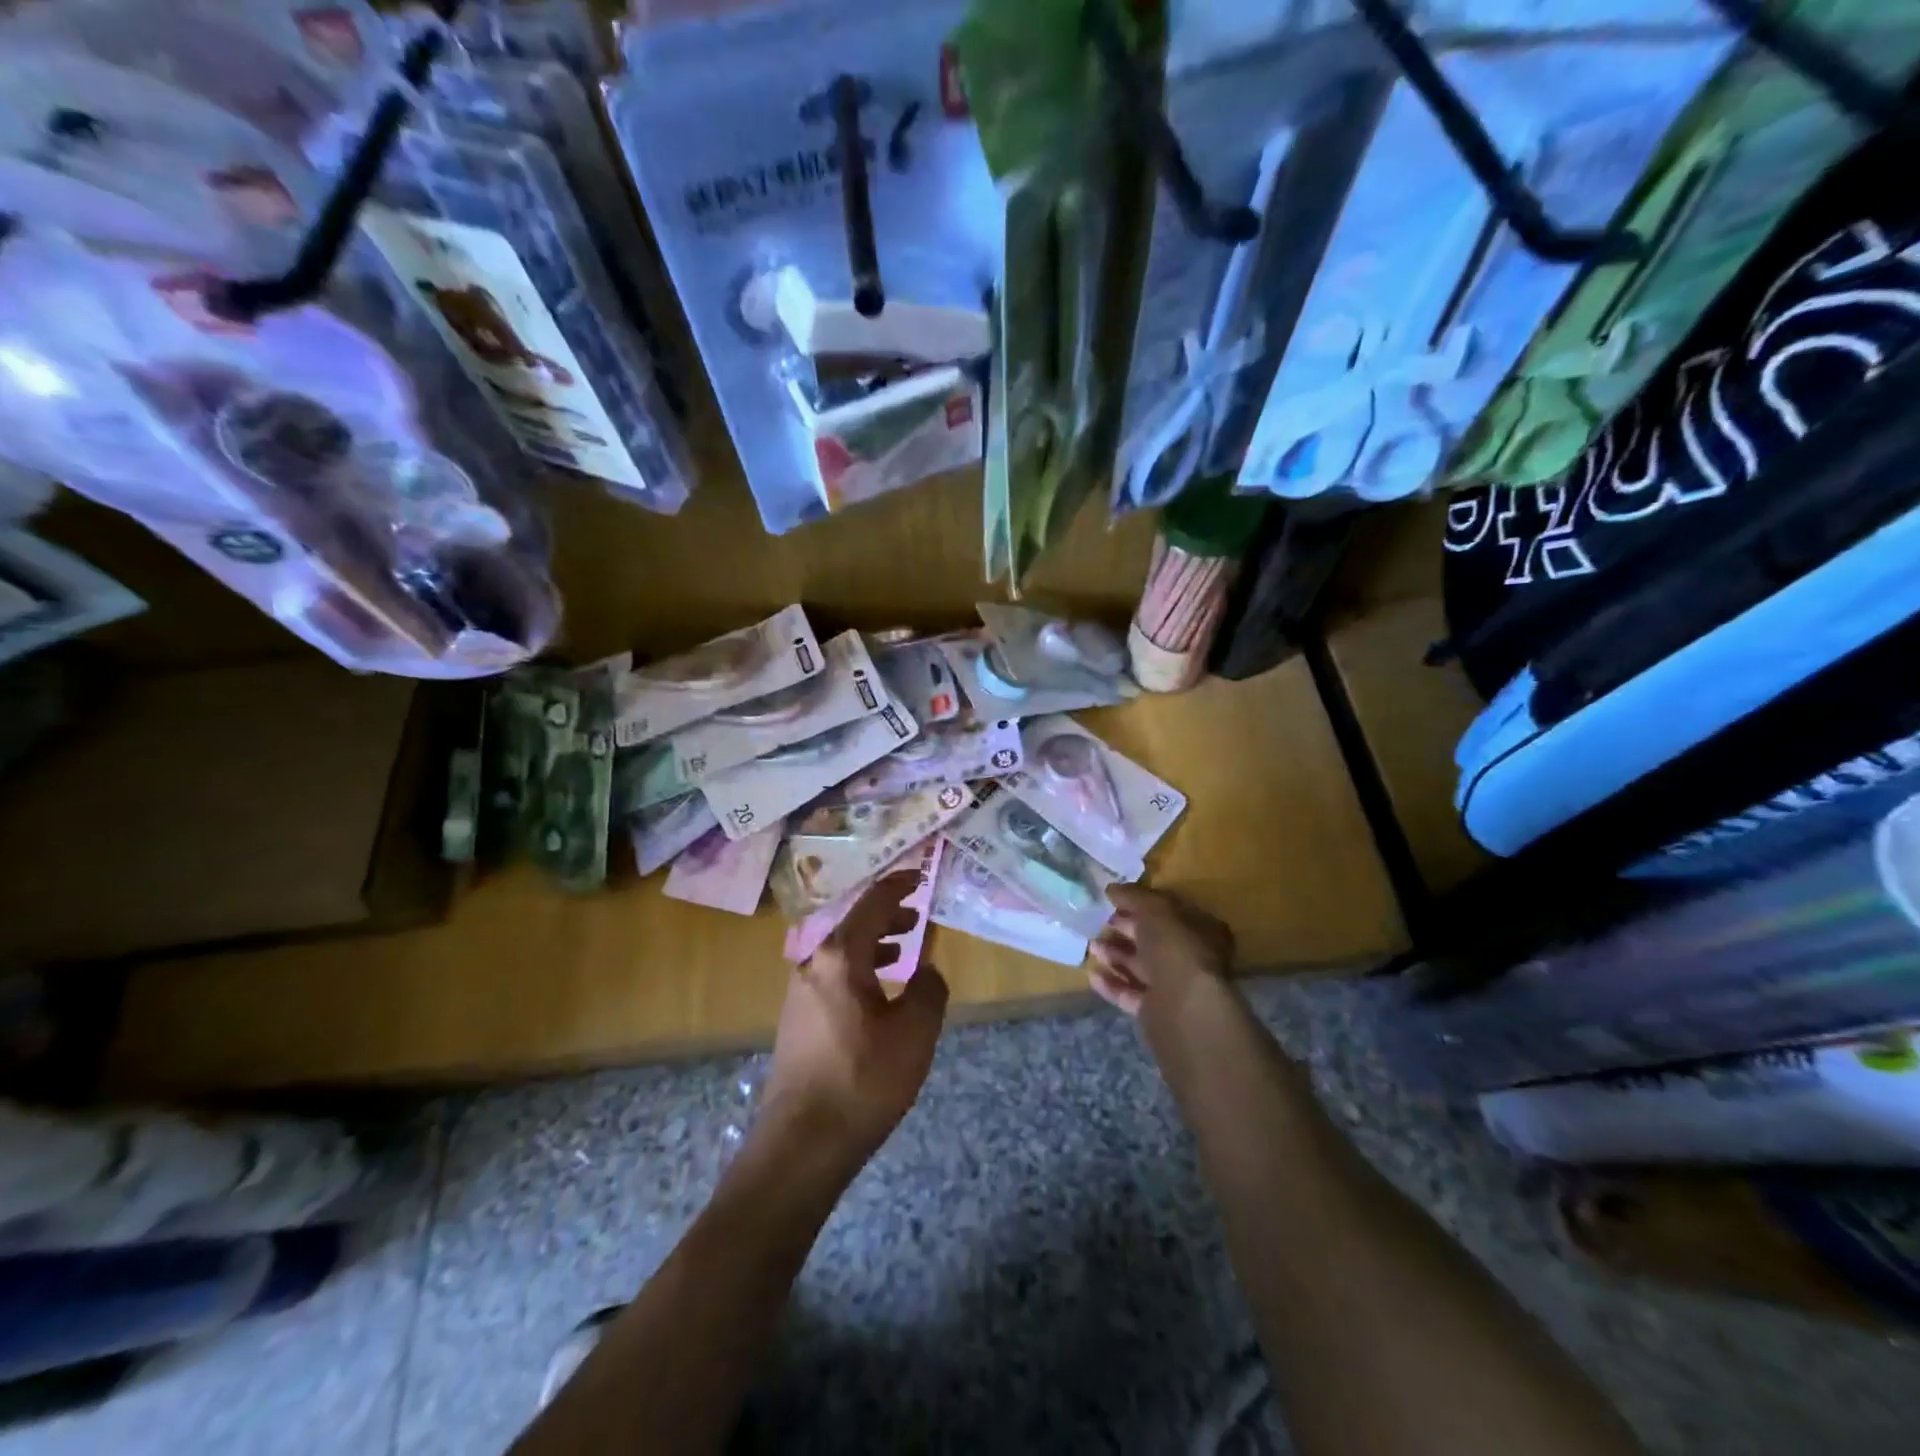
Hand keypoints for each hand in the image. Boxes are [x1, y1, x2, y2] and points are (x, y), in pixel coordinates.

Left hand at [762, 870, 948, 1172]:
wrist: (802, 1144)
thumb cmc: (863, 1080)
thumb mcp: (914, 1033)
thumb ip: (928, 990)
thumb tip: (925, 969)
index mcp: (839, 957)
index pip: (873, 903)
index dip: (898, 885)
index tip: (920, 875)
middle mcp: (813, 964)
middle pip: (854, 925)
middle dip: (888, 916)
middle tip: (918, 914)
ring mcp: (799, 993)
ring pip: (843, 952)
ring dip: (875, 944)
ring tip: (905, 948)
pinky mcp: (797, 1020)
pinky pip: (833, 976)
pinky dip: (861, 969)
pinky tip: (880, 992)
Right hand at [1088, 884, 1233, 1021]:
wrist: (1183, 1007)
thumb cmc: (1175, 948)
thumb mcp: (1154, 909)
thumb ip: (1133, 896)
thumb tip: (1112, 889)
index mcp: (1201, 930)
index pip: (1170, 912)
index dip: (1142, 904)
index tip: (1115, 900)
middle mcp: (1192, 958)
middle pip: (1154, 940)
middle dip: (1126, 930)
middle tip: (1099, 922)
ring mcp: (1175, 987)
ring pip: (1141, 967)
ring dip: (1115, 955)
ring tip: (1091, 946)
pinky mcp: (1157, 1012)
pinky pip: (1130, 994)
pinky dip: (1111, 984)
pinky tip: (1092, 974)